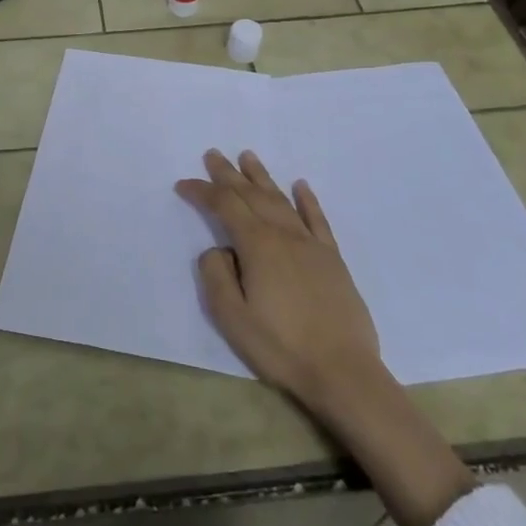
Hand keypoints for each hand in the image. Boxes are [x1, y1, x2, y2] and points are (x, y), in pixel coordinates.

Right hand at [178, 150, 474, 525]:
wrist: (343, 371)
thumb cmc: (281, 346)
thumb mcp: (232, 318)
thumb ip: (216, 276)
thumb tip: (217, 248)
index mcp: (257, 246)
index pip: (224, 206)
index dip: (202, 192)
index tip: (183, 184)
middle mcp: (284, 234)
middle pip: (252, 195)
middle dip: (229, 174)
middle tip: (213, 154)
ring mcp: (311, 244)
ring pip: (281, 200)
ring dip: (262, 177)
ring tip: (248, 157)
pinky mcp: (332, 258)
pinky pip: (317, 219)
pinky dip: (307, 199)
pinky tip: (301, 185)